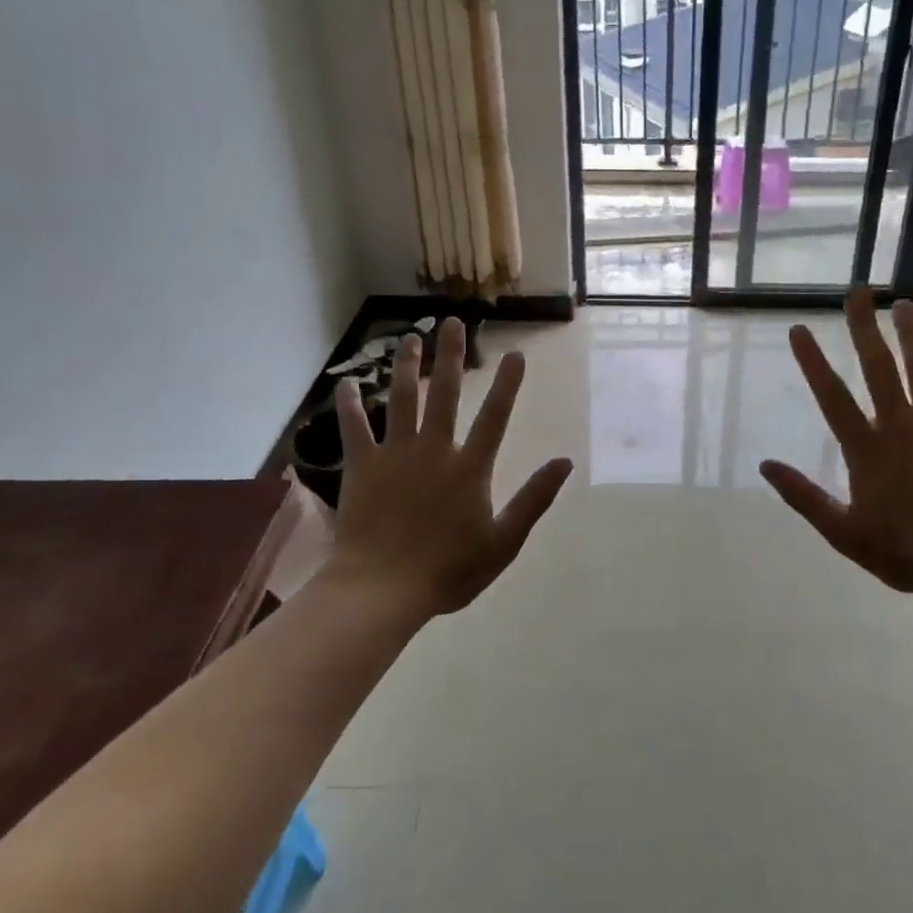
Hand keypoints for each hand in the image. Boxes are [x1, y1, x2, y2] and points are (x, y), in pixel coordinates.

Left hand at [331, 318, 572, 617]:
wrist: (383, 589)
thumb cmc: (448, 570)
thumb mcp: (504, 542)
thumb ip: (534, 499)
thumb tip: (565, 462)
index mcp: (470, 468)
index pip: (494, 416)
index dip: (507, 384)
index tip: (515, 354)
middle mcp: (434, 450)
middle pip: (444, 394)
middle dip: (451, 356)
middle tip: (452, 322)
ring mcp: (395, 455)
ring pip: (401, 400)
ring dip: (406, 367)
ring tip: (410, 338)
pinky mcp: (362, 467)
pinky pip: (355, 429)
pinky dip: (351, 406)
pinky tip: (347, 384)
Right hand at [760, 289, 912, 602]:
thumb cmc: (906, 552)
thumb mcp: (843, 533)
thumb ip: (804, 497)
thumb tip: (765, 465)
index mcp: (865, 450)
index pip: (831, 396)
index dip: (813, 361)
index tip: (800, 330)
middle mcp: (899, 426)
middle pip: (878, 368)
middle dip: (864, 328)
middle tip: (857, 293)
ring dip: (909, 334)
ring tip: (901, 303)